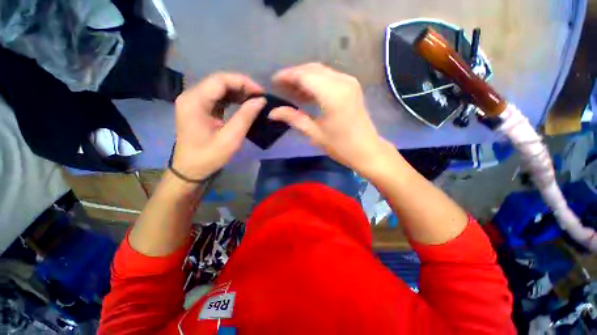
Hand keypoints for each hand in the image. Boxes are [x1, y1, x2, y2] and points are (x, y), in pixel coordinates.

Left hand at [172, 73, 265, 181]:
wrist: (190, 169)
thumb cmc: (209, 157)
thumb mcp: (231, 138)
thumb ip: (245, 117)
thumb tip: (260, 100)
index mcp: (195, 101)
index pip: (220, 80)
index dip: (243, 82)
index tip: (261, 93)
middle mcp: (191, 96)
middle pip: (219, 81)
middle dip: (242, 86)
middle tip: (259, 97)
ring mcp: (193, 101)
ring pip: (218, 88)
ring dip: (238, 92)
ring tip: (254, 100)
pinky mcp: (198, 108)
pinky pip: (216, 97)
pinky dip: (231, 99)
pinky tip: (243, 104)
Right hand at [269, 63, 390, 175]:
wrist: (367, 150)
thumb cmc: (341, 146)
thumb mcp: (315, 134)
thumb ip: (294, 118)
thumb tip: (272, 113)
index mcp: (332, 94)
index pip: (304, 75)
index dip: (286, 76)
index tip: (273, 82)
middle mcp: (342, 81)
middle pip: (312, 69)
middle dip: (294, 76)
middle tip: (281, 88)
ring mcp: (349, 82)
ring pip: (321, 71)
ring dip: (305, 78)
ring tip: (291, 91)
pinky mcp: (352, 86)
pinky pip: (329, 77)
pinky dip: (316, 82)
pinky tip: (307, 94)